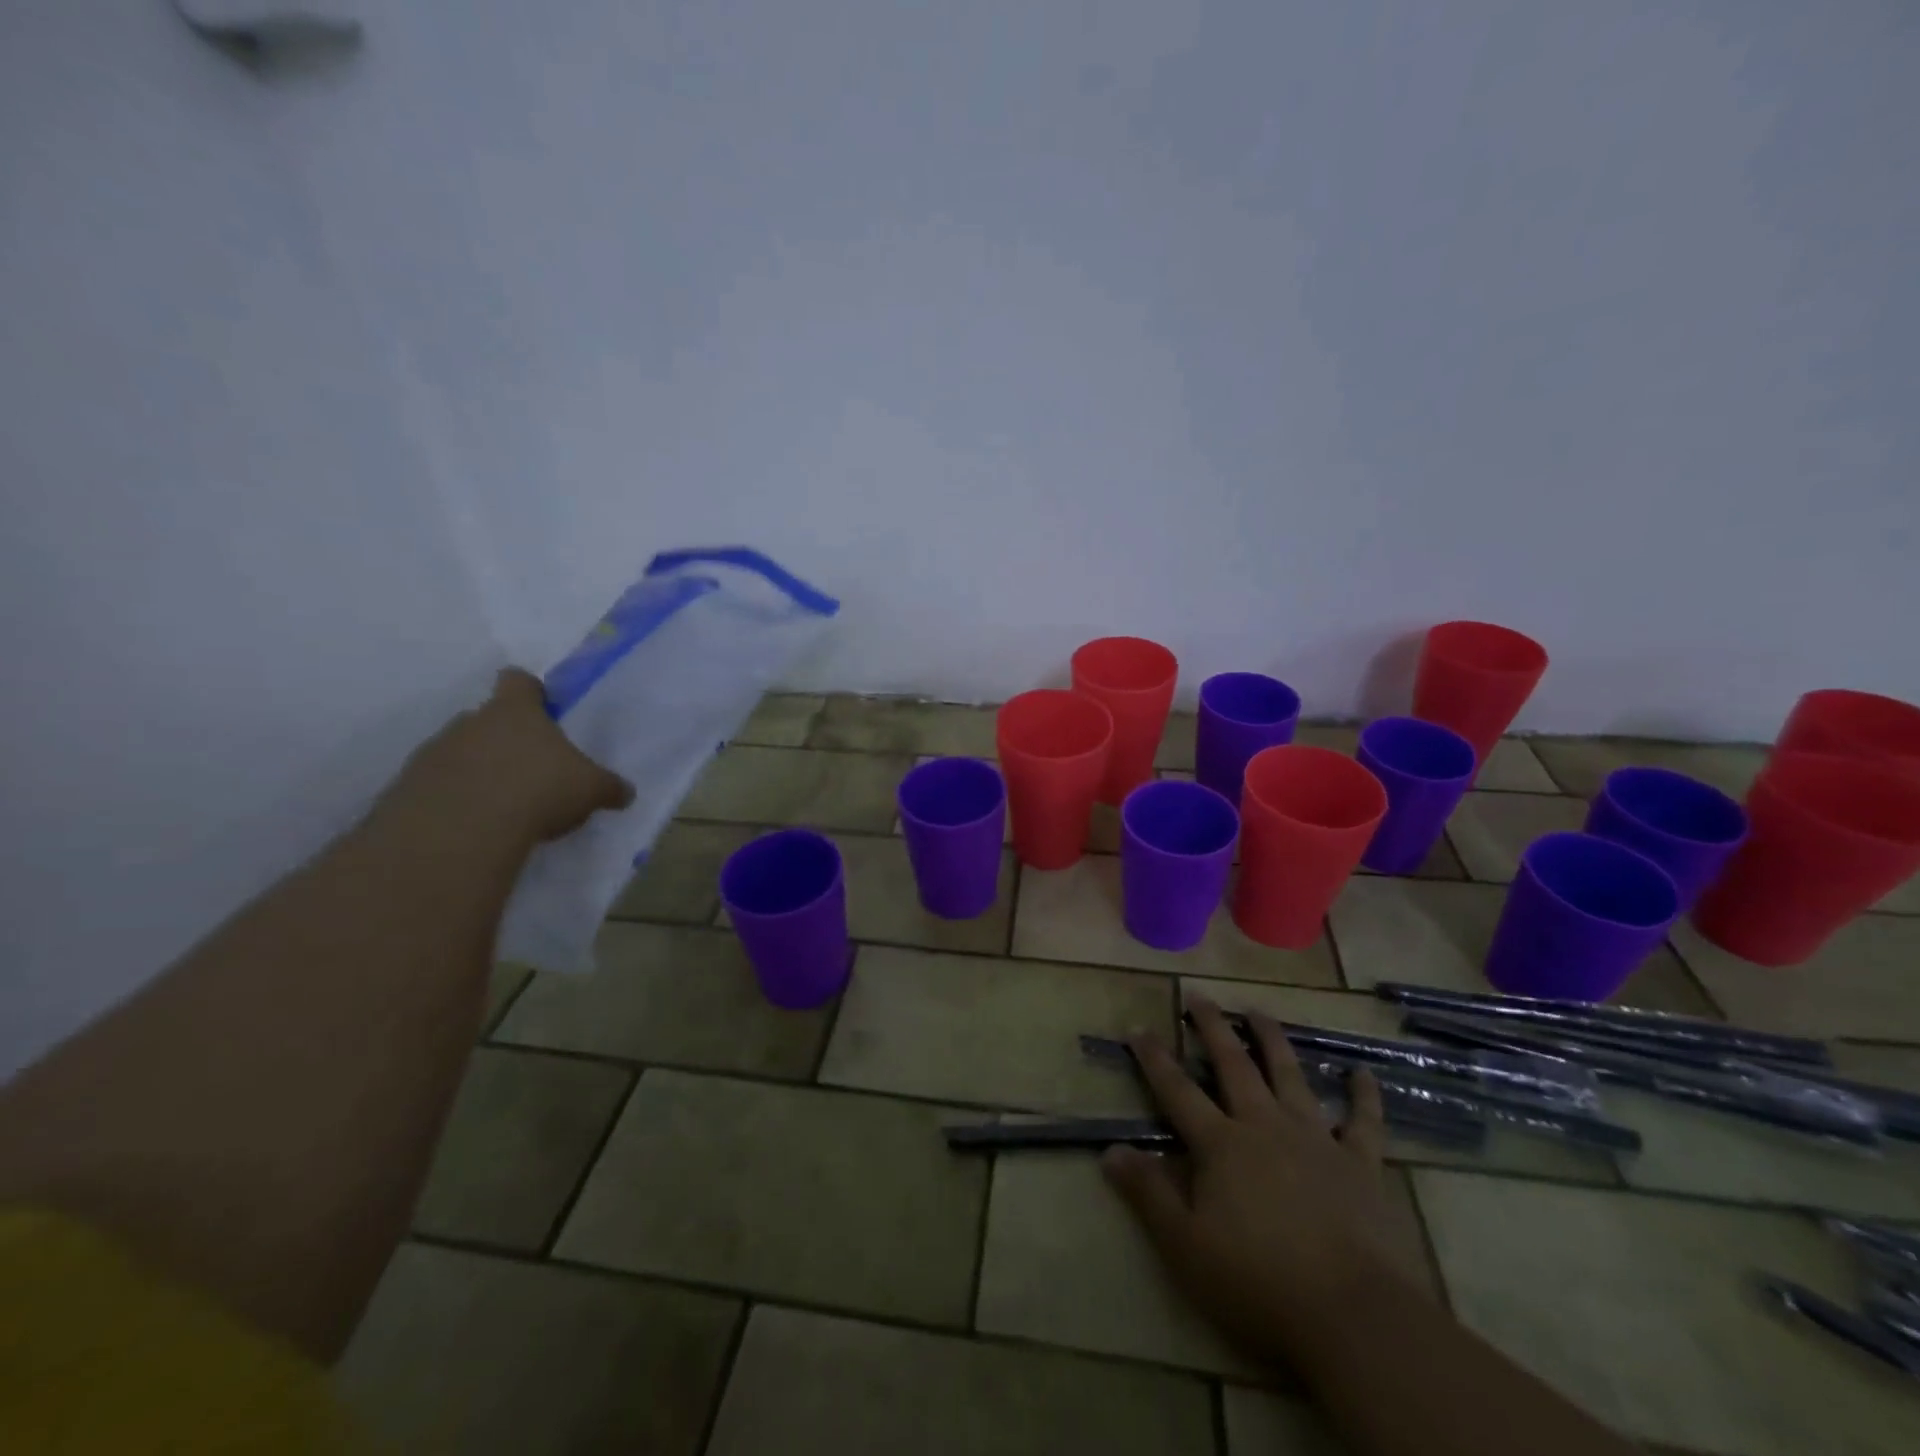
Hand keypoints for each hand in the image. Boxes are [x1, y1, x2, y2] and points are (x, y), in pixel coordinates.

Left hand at [382, 668, 633, 845]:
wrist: (459, 831)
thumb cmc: (538, 790)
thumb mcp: (590, 789)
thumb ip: (608, 786)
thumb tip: (625, 792)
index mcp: (516, 712)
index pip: (518, 682)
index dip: (530, 691)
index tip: (542, 708)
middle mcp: (470, 722)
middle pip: (487, 719)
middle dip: (505, 739)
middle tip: (529, 768)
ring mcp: (434, 753)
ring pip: (460, 752)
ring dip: (477, 770)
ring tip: (502, 803)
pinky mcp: (408, 788)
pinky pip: (437, 786)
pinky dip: (455, 799)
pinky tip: (476, 825)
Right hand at [1102, 993, 1421, 1370]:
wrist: (1354, 1316)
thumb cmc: (1259, 1282)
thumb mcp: (1186, 1245)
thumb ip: (1148, 1193)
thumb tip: (1109, 1150)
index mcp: (1221, 1145)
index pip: (1178, 1091)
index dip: (1155, 1059)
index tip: (1138, 1028)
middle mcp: (1265, 1126)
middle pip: (1234, 1065)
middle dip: (1214, 1028)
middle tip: (1200, 997)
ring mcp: (1316, 1140)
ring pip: (1290, 1076)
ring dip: (1272, 1041)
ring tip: (1258, 1012)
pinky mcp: (1361, 1165)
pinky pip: (1363, 1122)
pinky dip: (1363, 1095)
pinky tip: (1362, 1072)